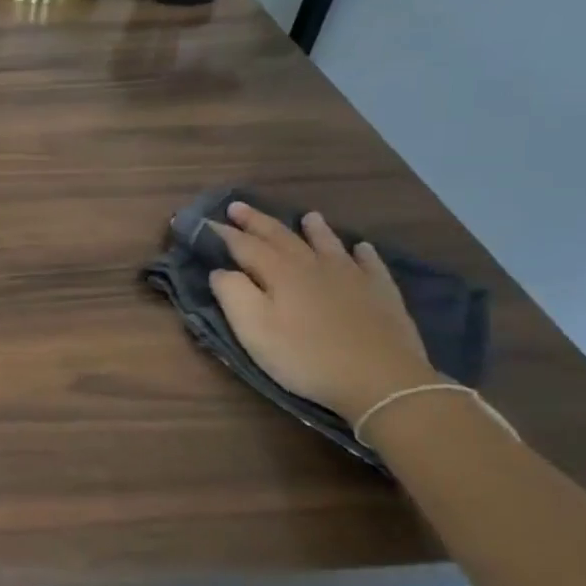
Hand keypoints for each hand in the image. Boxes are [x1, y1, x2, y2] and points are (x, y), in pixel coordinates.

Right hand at [207, 203, 438, 424]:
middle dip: (257, 221)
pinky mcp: (381, 293)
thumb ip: (232, 294)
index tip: (205, 220)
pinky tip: (362, 248)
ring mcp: (351, 276)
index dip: (222, 233)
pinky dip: (362, 252)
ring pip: (327, 244)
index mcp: (279, 273)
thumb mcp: (253, 330)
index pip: (244, 245)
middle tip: (238, 207)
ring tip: (307, 216)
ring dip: (313, 229)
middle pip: (281, 236)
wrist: (380, 379)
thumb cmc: (305, 357)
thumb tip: (220, 270)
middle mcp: (313, 265)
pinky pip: (370, 264)